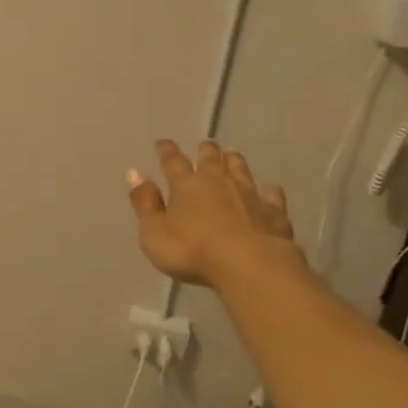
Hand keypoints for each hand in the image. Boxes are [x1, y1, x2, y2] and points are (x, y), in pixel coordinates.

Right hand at [126, 140, 294, 287]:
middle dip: (206, 150)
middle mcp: (217, 182)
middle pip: (210, 160)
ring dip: (234, 161)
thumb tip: (134, 173)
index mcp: (186, 186)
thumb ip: (144, 203)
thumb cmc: (193, 251)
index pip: (173, 162)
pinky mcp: (273, 211)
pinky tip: (270, 189)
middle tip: (205, 143)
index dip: (167, 151)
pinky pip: (271, 195)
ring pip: (240, 170)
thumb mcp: (154, 233)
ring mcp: (248, 194)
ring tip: (232, 153)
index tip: (163, 143)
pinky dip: (269, 190)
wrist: (249, 264)